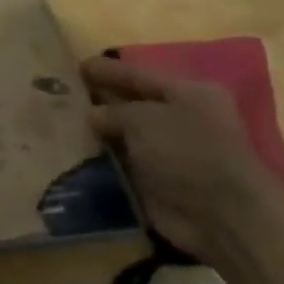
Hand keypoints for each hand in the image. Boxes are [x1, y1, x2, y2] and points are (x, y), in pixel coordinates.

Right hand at [81, 55, 281, 263]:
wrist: (223, 217)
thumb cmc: (189, 153)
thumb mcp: (145, 119)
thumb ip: (114, 112)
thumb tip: (93, 115)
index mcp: (189, 94)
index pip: (140, 75)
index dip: (109, 70)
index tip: (79, 65)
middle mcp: (182, 120)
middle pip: (134, 106)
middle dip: (101, 101)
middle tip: (63, 94)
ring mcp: (171, 155)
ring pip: (127, 138)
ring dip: (99, 135)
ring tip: (60, 124)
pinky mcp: (160, 185)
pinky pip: (124, 168)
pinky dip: (103, 164)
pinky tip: (72, 156)